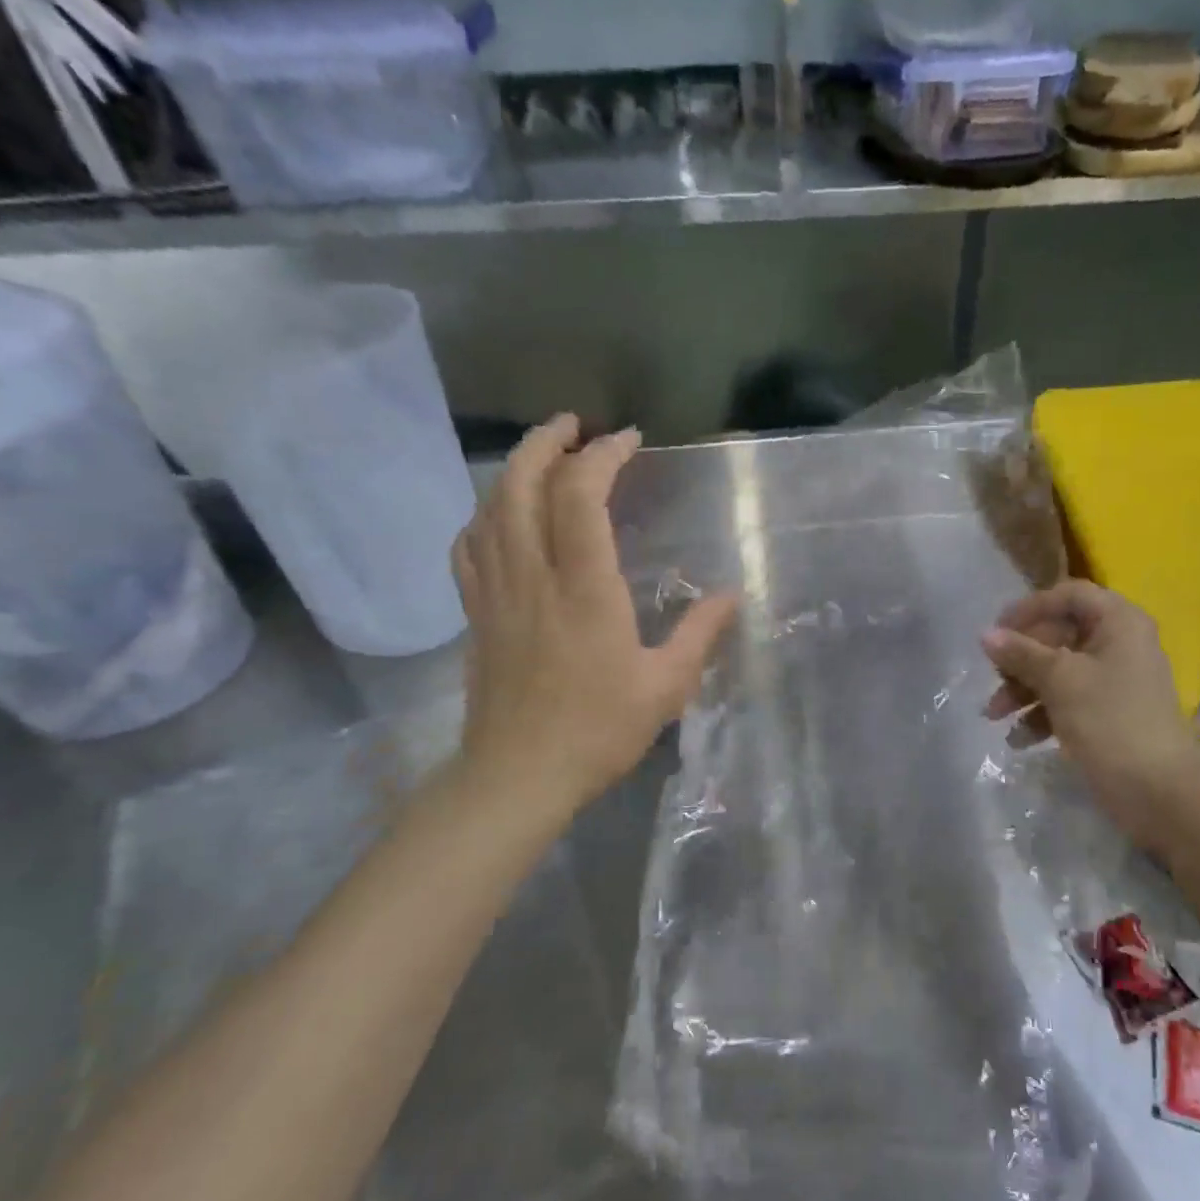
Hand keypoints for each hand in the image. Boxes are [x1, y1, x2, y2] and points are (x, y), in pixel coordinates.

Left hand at [451, 415, 738, 815]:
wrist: (518, 775)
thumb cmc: (597, 731)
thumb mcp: (666, 687)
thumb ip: (699, 634)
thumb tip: (731, 594)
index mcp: (584, 588)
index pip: (581, 496)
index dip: (602, 456)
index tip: (628, 440)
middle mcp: (533, 576)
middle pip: (521, 485)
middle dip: (546, 442)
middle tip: (574, 426)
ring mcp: (496, 592)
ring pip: (490, 508)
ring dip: (514, 469)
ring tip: (541, 455)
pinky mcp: (476, 613)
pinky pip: (468, 547)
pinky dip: (483, 515)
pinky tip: (499, 516)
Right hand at [981, 580, 1199, 845]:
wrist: (1160, 791)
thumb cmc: (1111, 721)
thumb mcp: (1060, 680)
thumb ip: (1021, 654)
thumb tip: (986, 635)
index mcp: (1118, 622)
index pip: (1068, 595)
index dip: (1030, 608)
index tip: (998, 632)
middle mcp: (1119, 644)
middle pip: (1058, 634)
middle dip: (1020, 659)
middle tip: (994, 679)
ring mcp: (1114, 681)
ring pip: (1058, 671)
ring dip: (1023, 690)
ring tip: (995, 716)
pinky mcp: (1108, 714)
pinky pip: (1067, 700)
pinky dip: (1041, 714)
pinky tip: (1019, 739)